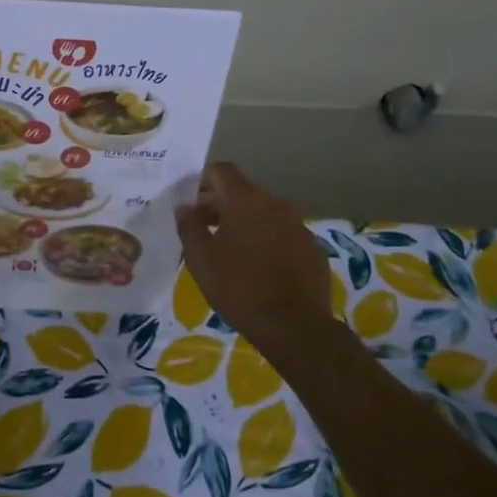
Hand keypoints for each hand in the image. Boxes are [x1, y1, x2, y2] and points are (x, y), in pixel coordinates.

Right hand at [176, 162, 335, 348]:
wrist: (295, 326)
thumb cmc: (239, 288)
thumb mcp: (200, 259)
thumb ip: (189, 227)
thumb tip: (185, 207)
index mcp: (245, 200)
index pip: (221, 170)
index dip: (202, 181)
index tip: (190, 203)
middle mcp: (275, 203)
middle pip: (242, 191)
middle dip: (220, 204)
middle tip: (203, 229)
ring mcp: (298, 224)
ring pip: (264, 213)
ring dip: (244, 223)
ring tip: (229, 251)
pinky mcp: (312, 247)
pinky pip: (282, 233)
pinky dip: (267, 240)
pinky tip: (258, 267)